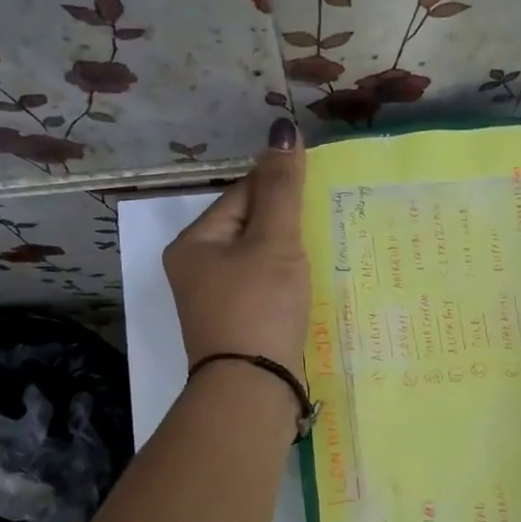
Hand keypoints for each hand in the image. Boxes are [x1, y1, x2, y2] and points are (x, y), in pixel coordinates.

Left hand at [164, 120, 309, 374]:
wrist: (252, 390)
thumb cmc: (259, 307)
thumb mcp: (273, 242)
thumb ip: (281, 189)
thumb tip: (282, 132)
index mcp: (194, 244)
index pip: (242, 196)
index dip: (280, 188)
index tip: (317, 188)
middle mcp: (196, 271)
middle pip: (249, 230)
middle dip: (286, 226)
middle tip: (326, 223)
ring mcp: (215, 304)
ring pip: (259, 263)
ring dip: (289, 257)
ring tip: (323, 255)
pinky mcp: (236, 329)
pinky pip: (263, 292)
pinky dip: (285, 287)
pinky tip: (309, 289)